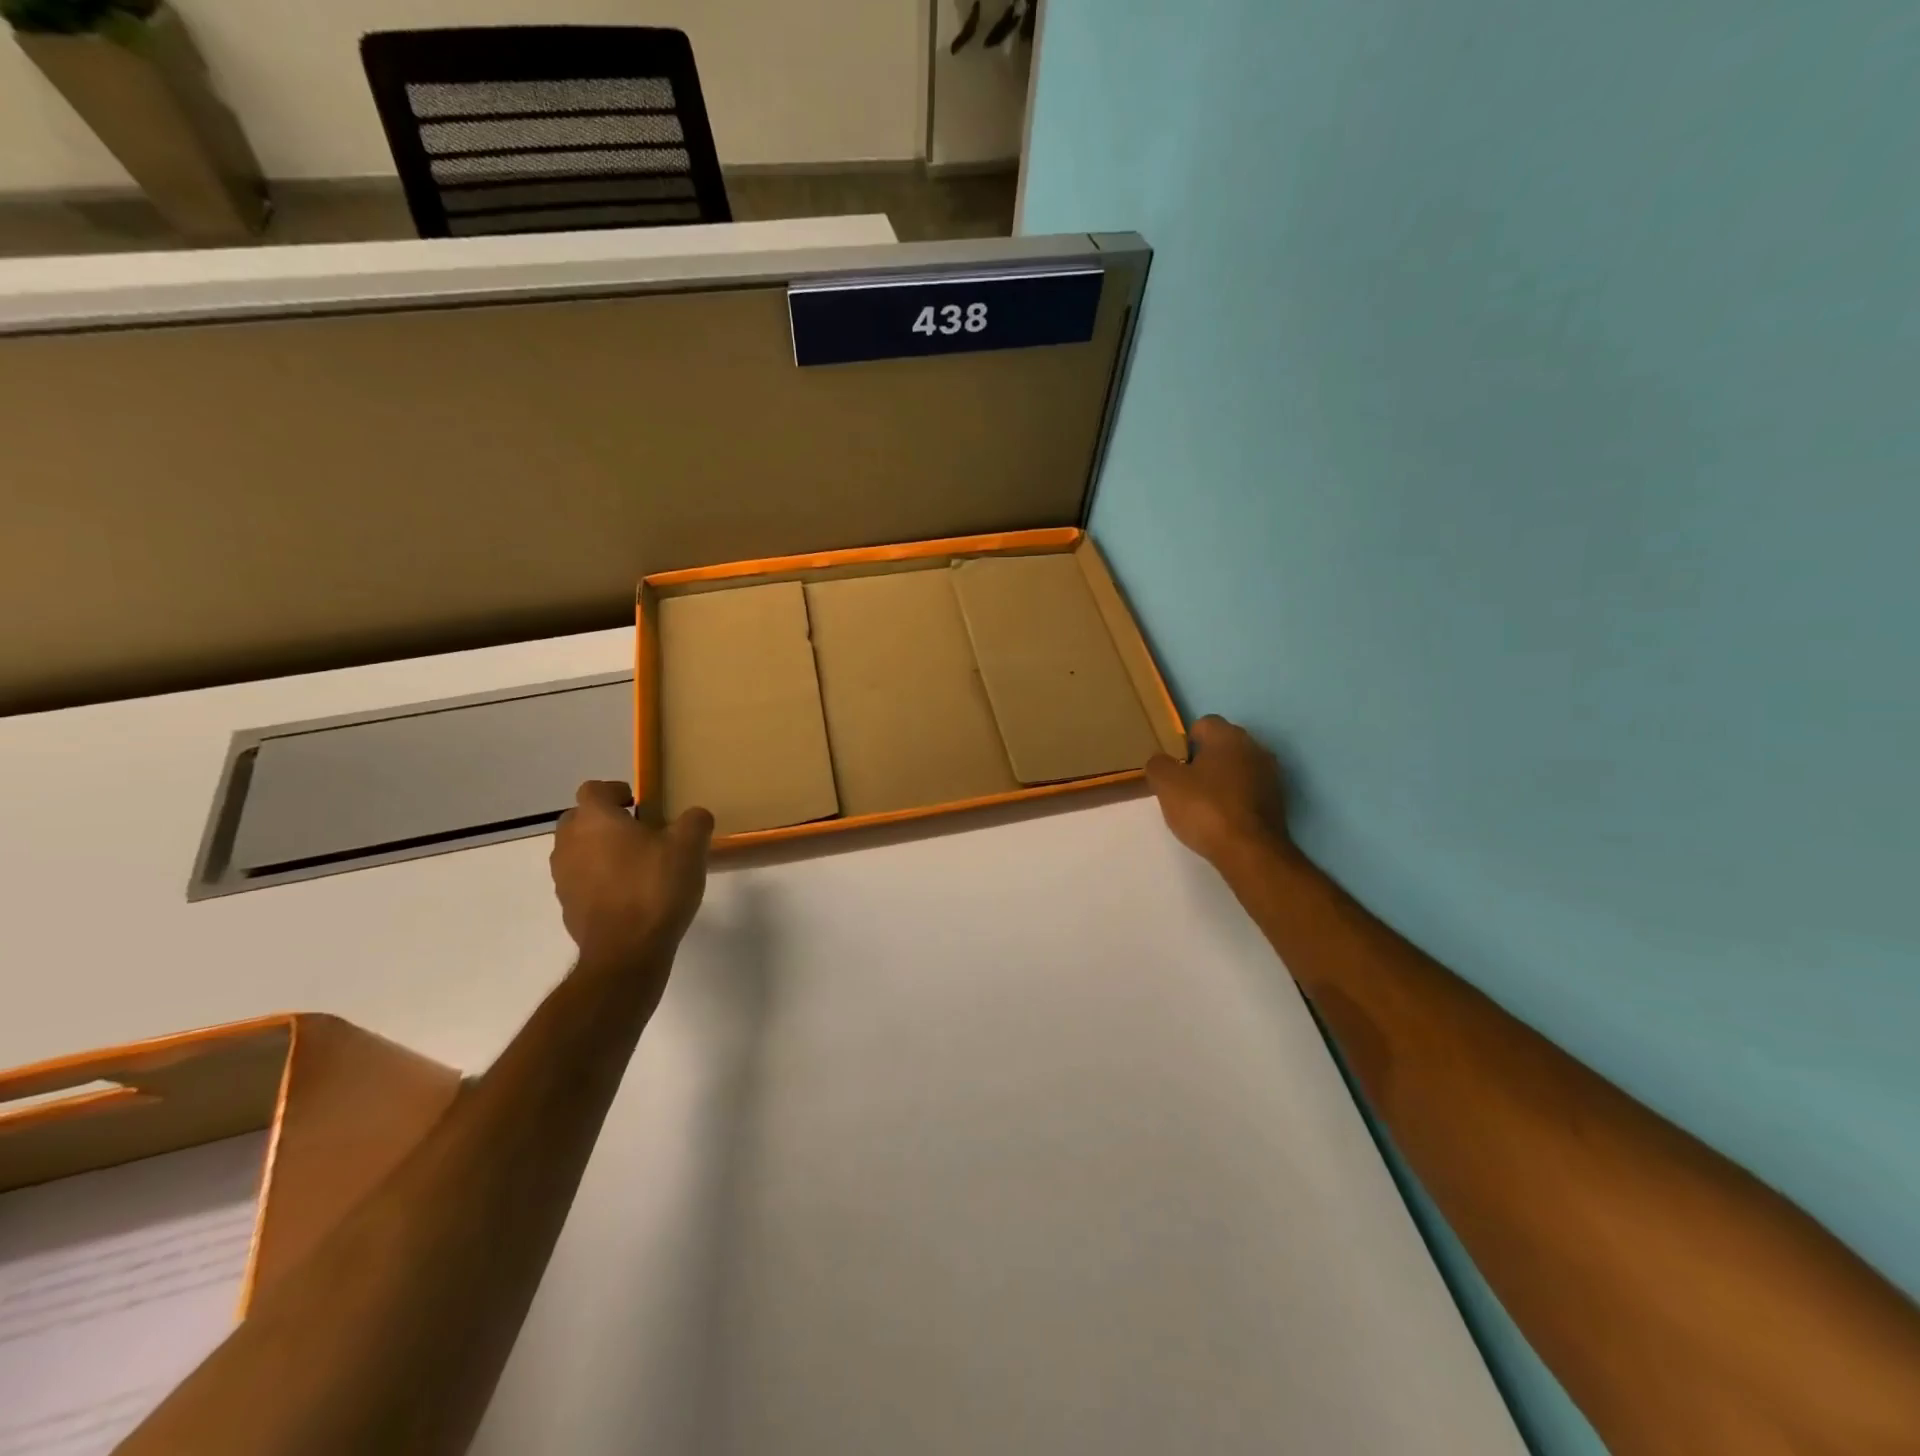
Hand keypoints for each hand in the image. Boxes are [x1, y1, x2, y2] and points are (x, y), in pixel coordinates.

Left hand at [550, 782, 713, 968]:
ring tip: (636, 864)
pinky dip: (599, 879)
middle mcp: (569, 843)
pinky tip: (629, 894)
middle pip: (580, 818)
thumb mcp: (690, 847)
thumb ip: (694, 821)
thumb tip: (694, 816)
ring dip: (600, 850)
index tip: (640, 804)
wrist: (626, 952)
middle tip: (639, 831)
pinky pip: (581, 880)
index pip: (594, 789)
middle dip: (606, 820)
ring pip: (578, 850)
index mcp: (594, 819)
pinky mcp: (567, 907)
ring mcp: (563, 877)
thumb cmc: (655, 887)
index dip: (616, 791)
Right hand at [1145, 715, 1292, 867]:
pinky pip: (1249, 790)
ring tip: (1203, 805)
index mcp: (1228, 736)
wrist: (1250, 851)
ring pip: (1237, 768)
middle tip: (1184, 786)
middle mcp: (1254, 747)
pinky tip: (1222, 818)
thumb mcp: (1166, 784)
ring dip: (1221, 780)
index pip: (1203, 724)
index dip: (1185, 743)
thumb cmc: (1205, 808)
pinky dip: (1236, 799)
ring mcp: (1271, 774)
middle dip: (1203, 761)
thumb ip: (1158, 764)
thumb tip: (1162, 761)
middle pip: (1222, 746)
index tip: (1175, 766)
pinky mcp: (1278, 801)